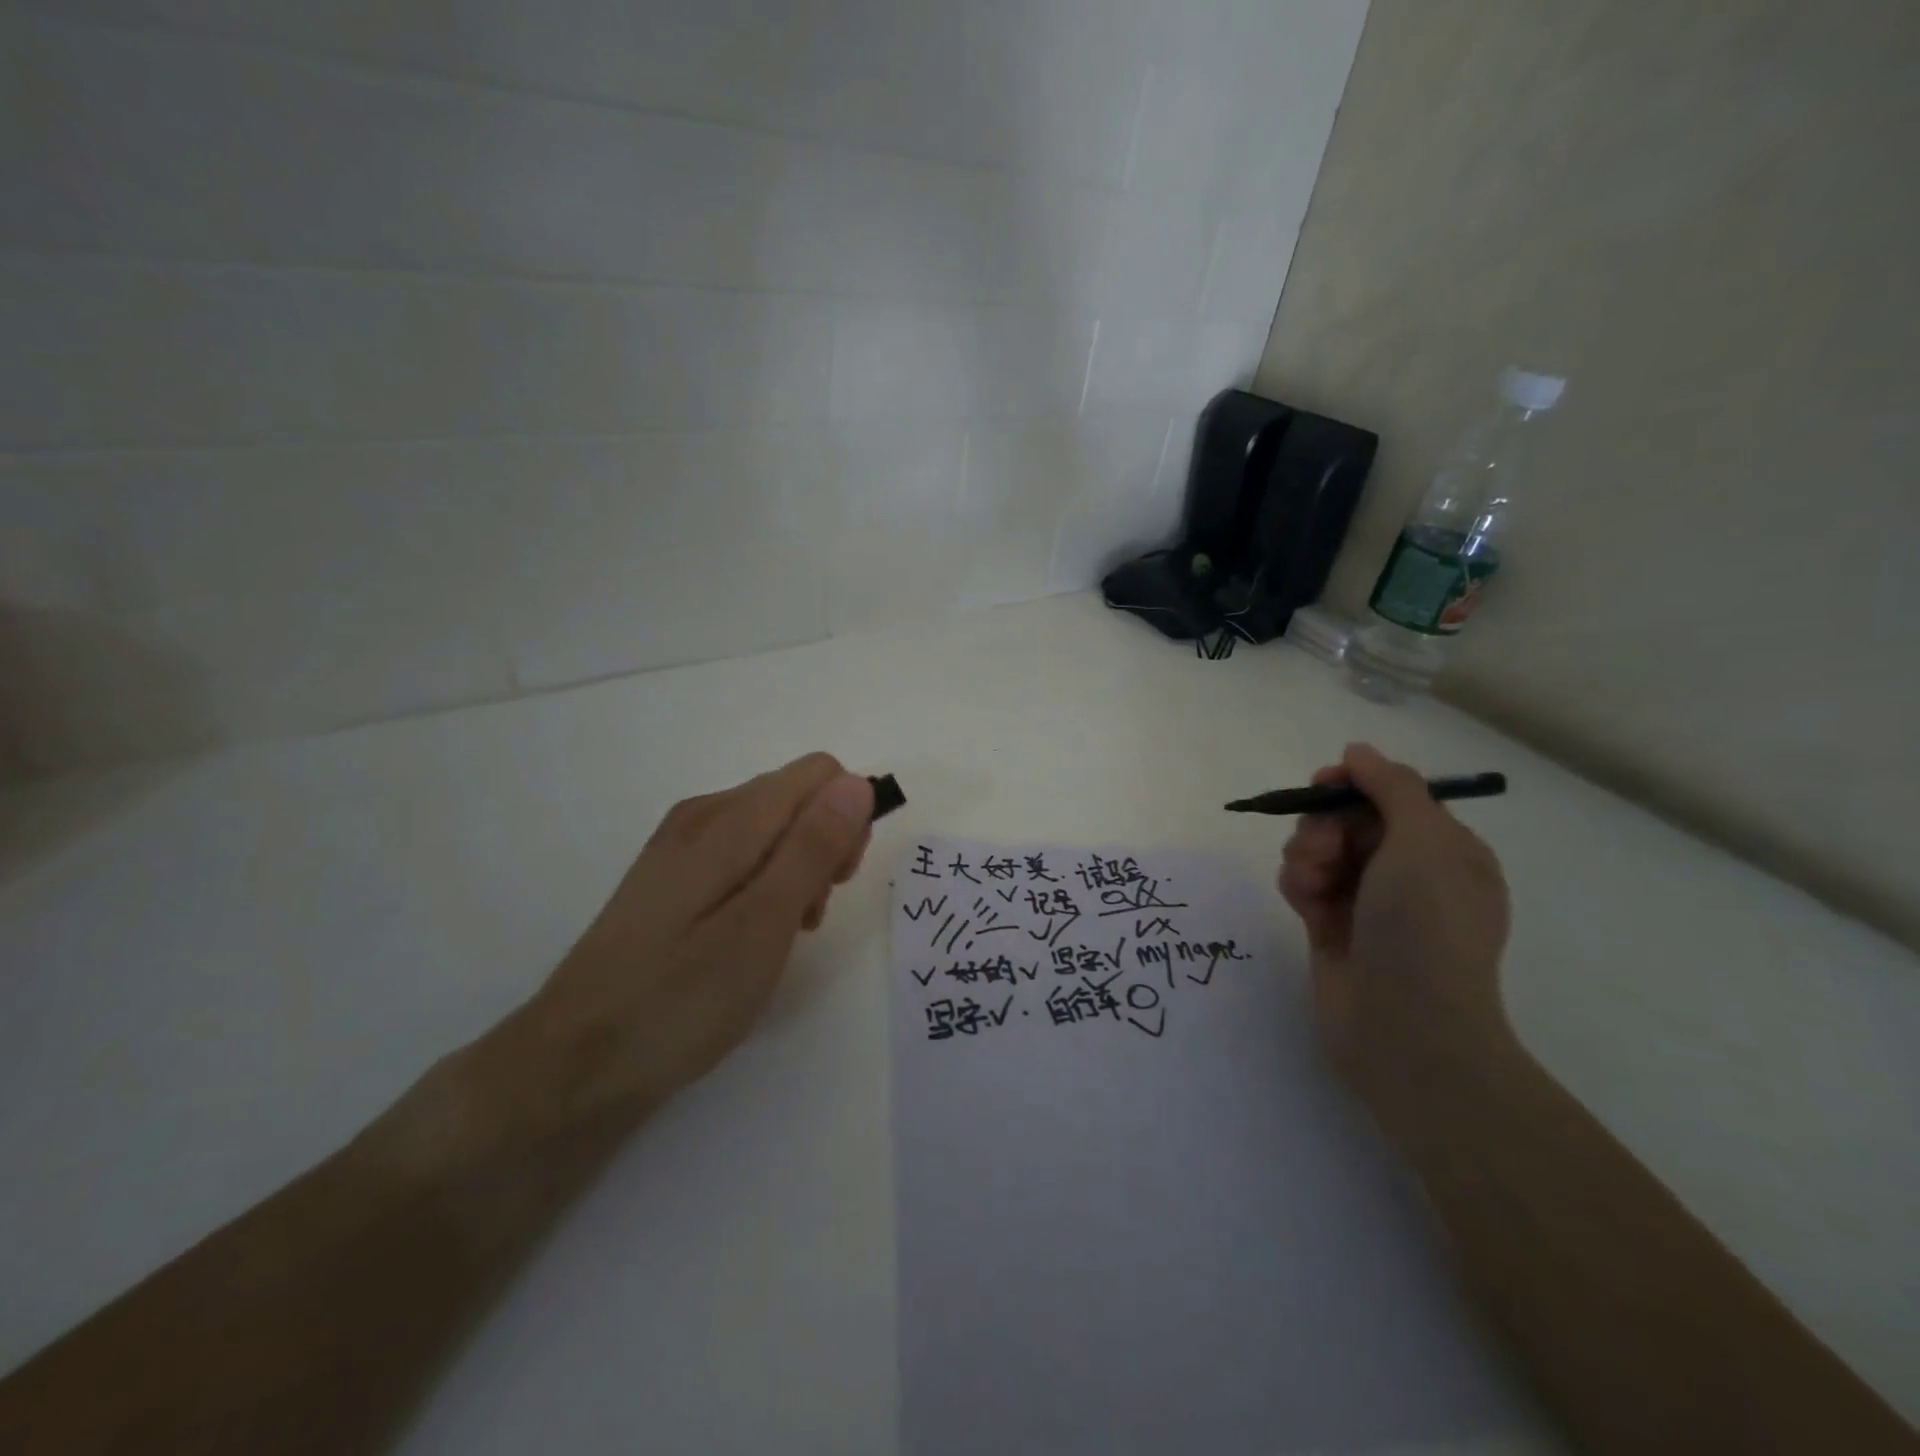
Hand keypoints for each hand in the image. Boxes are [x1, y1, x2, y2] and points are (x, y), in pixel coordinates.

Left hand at [512, 753, 873, 1123]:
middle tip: (809, 917)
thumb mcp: (764, 924)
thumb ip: (813, 848)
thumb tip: (856, 783)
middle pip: (796, 797)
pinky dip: (765, 885)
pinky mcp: (671, 876)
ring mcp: (681, 844)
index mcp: (728, 819)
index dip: (846, 819)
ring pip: (772, 828)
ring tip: (781, 936)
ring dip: (797, 871)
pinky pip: (742, 855)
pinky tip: (751, 937)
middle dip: (823, 847)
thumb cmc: (679, 999)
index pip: (820, 773)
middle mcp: (703, 814)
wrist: (574, 1064)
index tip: (837, 881)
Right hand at [1277, 743, 1512, 1117]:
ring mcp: (1367, 902)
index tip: (1323, 783)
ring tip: (1314, 884)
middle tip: (1324, 848)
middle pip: (1347, 819)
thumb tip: (1358, 751)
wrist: (1405, 1026)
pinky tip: (1305, 902)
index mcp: (1445, 849)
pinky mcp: (1330, 926)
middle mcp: (1408, 872)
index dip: (1354, 784)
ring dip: (1307, 854)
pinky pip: (1304, 883)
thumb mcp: (1424, 842)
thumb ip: (1391, 787)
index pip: (1391, 796)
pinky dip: (1299, 884)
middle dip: (1325, 825)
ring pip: (1319, 849)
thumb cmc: (1426, 927)